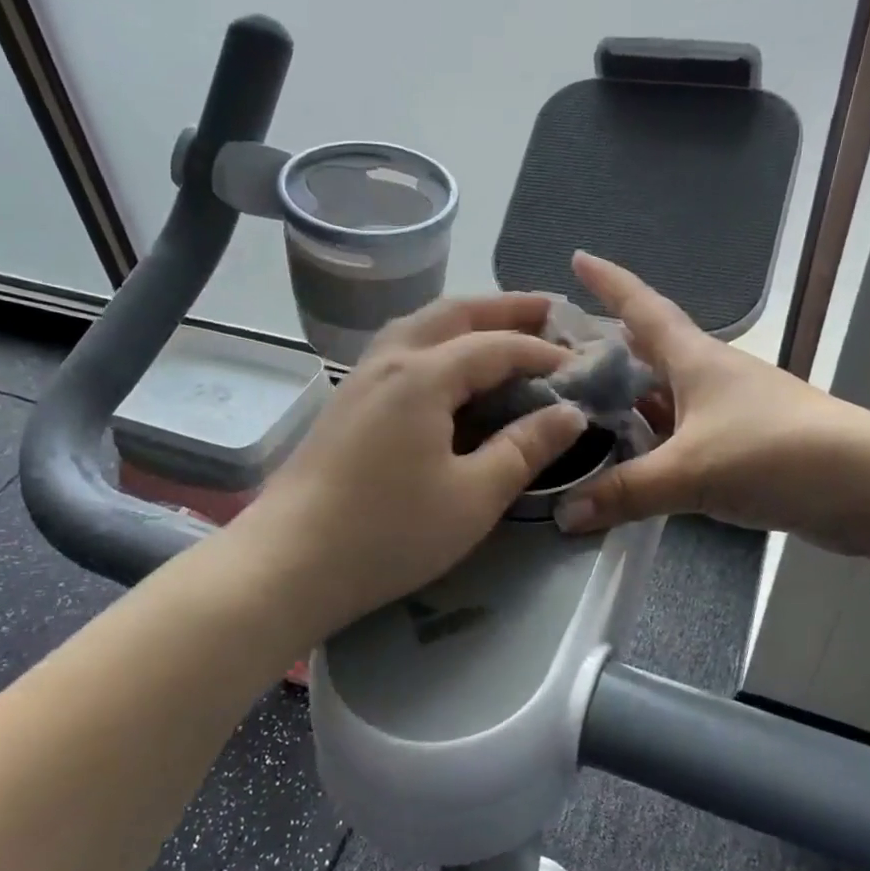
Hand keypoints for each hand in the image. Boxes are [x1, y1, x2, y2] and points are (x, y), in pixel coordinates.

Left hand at [231, 294, 588, 634]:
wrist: (288, 562)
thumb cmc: (388, 532)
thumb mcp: (473, 497)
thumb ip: (525, 448)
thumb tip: (570, 413)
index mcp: (424, 374)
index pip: (497, 345)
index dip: (543, 353)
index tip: (581, 366)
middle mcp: (390, 359)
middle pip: (454, 314)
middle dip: (505, 308)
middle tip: (549, 311)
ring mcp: (360, 377)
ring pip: (420, 325)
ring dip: (466, 319)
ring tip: (502, 329)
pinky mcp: (345, 401)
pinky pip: (401, 349)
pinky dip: (437, 341)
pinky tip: (448, 368)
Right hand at [553, 253, 869, 552]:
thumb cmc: (778, 453)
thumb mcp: (692, 471)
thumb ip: (625, 491)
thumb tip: (562, 515)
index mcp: (695, 359)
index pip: (642, 308)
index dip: (609, 283)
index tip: (577, 258)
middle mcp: (708, 376)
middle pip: (648, 352)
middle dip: (605, 349)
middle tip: (555, 356)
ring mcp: (726, 411)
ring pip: (662, 397)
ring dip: (625, 400)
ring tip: (578, 409)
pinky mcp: (739, 446)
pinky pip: (678, 435)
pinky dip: (650, 442)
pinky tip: (627, 459)